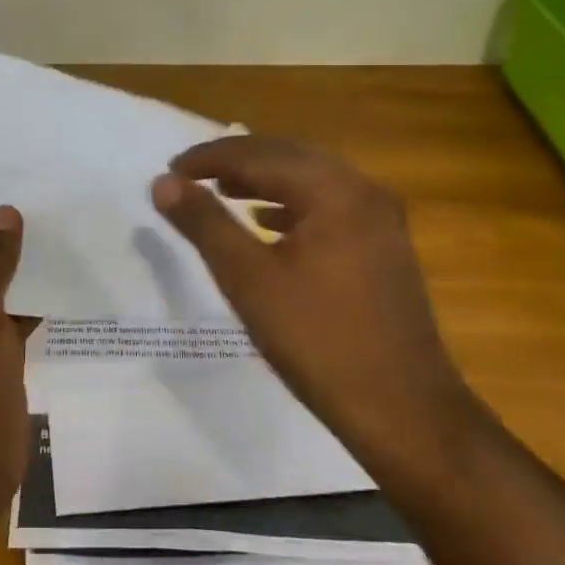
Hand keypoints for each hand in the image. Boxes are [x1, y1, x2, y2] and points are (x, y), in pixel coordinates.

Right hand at [151, 136, 477, 470]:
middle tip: (191, 175)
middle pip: (289, 157)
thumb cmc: (317, 340)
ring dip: (263, 181)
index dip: (209, 158)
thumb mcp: (248, 278)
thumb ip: (204, 224)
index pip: (259, 154)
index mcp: (334, 190)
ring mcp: (380, 220)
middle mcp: (363, 191)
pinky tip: (266, 224)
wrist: (402, 409)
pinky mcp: (384, 247)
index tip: (170, 169)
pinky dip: (291, 205)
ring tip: (221, 192)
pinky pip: (329, 206)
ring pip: (311, 180)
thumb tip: (162, 182)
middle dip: (236, 161)